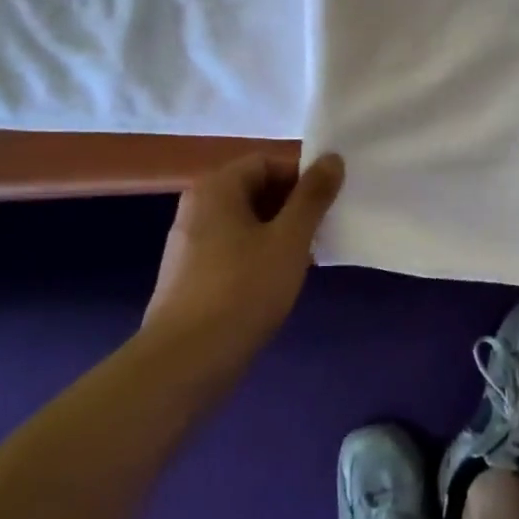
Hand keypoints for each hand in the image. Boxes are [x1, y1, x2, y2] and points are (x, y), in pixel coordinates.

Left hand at [144, 152, 344, 366]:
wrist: (186, 360)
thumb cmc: (243, 289)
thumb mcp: (289, 239)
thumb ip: (313, 196)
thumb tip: (332, 158)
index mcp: (217, 187)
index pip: (267, 162)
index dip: (302, 177)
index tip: (328, 203)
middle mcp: (198, 206)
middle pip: (256, 190)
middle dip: (293, 206)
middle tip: (323, 230)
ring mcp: (190, 242)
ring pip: (247, 222)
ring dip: (280, 233)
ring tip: (307, 258)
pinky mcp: (191, 275)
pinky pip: (234, 249)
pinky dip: (260, 255)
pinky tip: (279, 281)